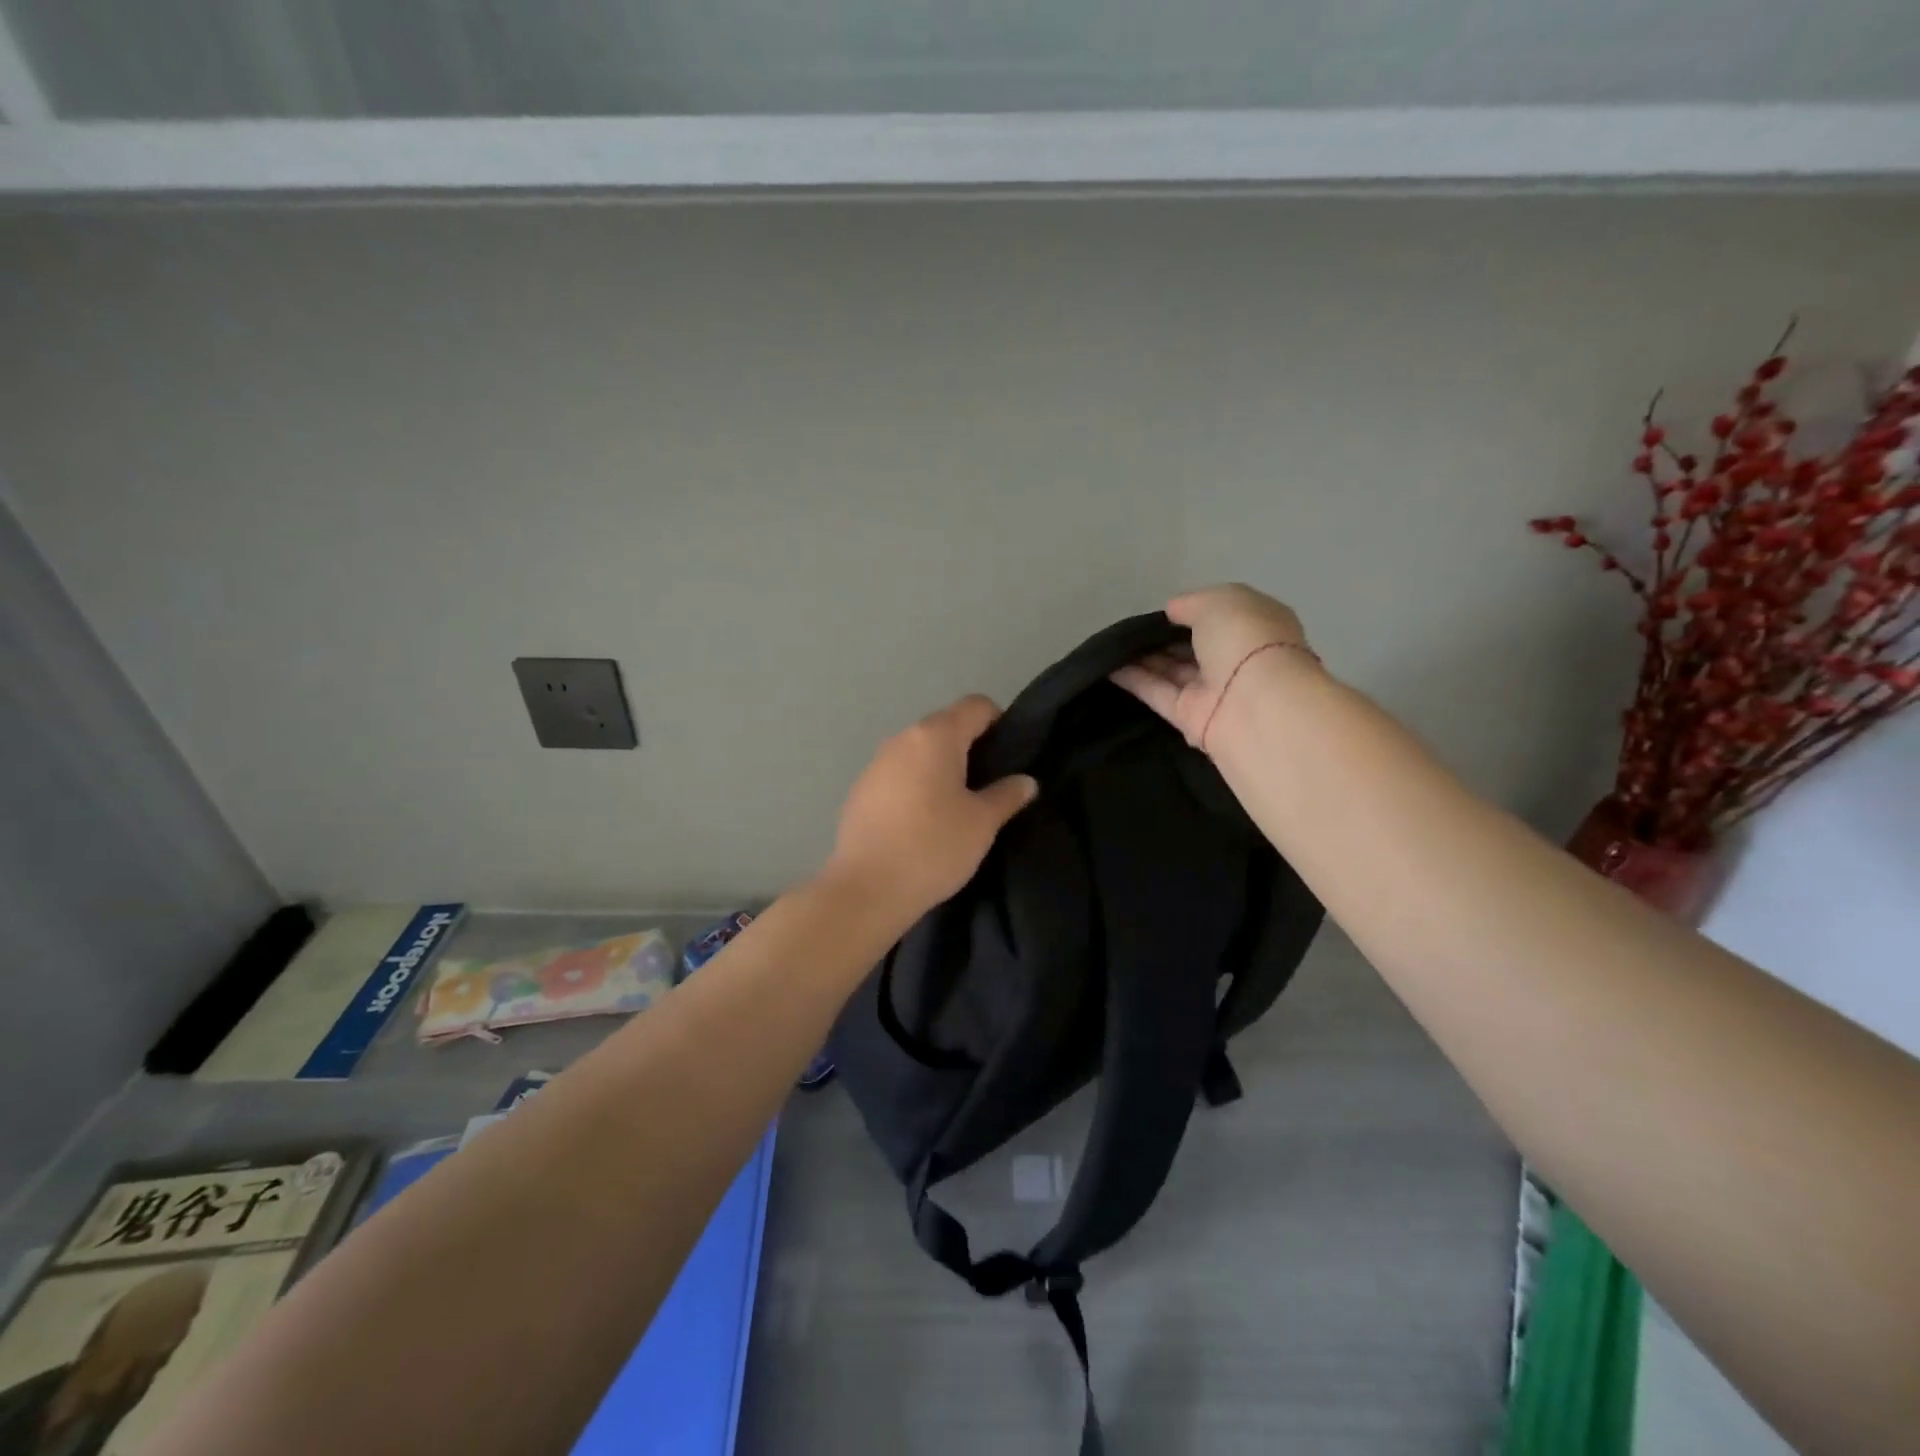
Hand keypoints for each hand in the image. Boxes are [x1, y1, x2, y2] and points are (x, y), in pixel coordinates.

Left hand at [824, 695, 1038, 920]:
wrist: (867, 888)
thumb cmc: (934, 846)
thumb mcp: (982, 823)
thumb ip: (1007, 795)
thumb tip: (1025, 781)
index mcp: (935, 736)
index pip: (976, 705)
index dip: (999, 722)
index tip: (1008, 757)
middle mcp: (902, 738)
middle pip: (945, 726)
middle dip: (969, 748)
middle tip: (988, 786)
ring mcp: (875, 764)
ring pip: (918, 752)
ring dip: (939, 768)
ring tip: (955, 807)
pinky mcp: (859, 791)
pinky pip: (897, 776)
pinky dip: (914, 787)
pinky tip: (921, 823)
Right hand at [1111, 584, 1314, 749]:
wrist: (1255, 704)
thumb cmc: (1245, 640)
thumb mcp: (1219, 602)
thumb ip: (1191, 603)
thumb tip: (1172, 611)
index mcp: (1255, 626)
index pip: (1221, 615)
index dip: (1192, 611)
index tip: (1162, 610)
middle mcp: (1236, 658)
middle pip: (1195, 646)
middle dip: (1165, 637)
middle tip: (1129, 629)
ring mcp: (1214, 690)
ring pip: (1174, 670)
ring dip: (1145, 657)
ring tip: (1113, 645)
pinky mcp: (1191, 718)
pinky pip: (1159, 694)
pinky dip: (1135, 680)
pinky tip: (1109, 667)